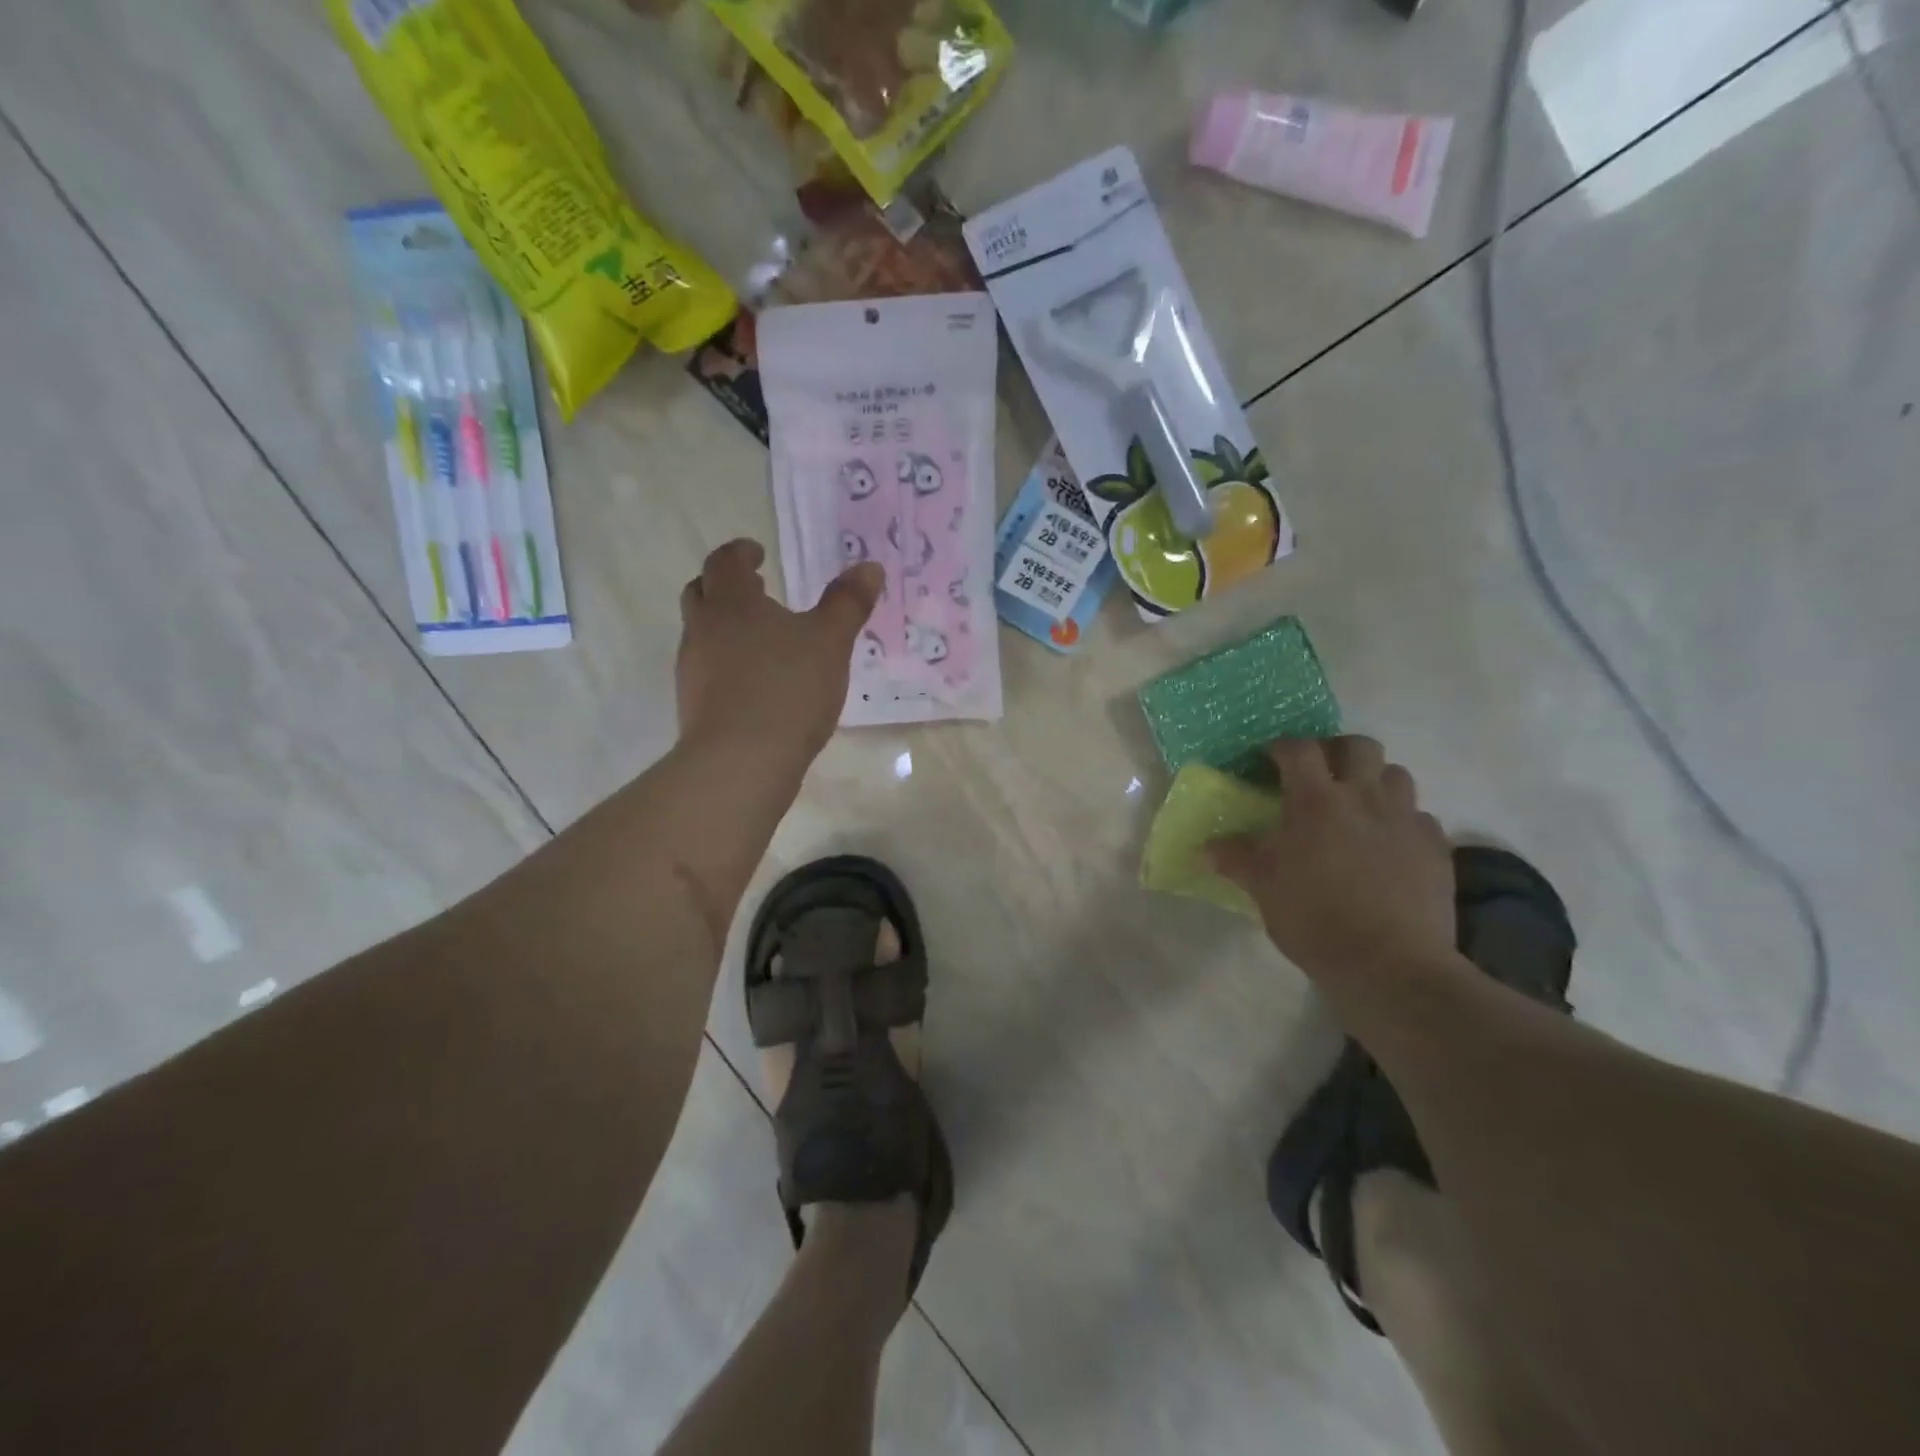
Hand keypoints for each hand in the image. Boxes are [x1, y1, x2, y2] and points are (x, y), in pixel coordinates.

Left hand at [677, 539, 882, 763]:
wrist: (741, 761)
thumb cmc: (788, 689)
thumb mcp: (830, 642)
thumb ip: (848, 603)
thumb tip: (869, 566)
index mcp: (731, 603)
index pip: (724, 562)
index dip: (740, 553)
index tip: (756, 553)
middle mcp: (703, 629)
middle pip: (701, 593)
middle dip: (725, 586)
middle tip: (754, 590)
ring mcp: (692, 670)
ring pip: (701, 634)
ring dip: (724, 627)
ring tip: (761, 640)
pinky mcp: (694, 706)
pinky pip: (707, 671)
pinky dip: (726, 664)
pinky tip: (756, 683)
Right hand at [1209, 737, 1455, 979]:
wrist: (1390, 964)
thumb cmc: (1315, 919)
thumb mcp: (1263, 888)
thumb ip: (1235, 859)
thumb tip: (1204, 848)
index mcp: (1316, 802)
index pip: (1299, 749)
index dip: (1281, 747)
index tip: (1269, 760)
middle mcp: (1364, 798)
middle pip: (1358, 746)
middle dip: (1336, 750)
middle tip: (1320, 774)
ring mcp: (1406, 820)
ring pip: (1396, 774)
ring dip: (1374, 780)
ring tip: (1357, 805)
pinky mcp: (1436, 848)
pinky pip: (1420, 817)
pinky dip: (1402, 821)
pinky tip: (1389, 845)